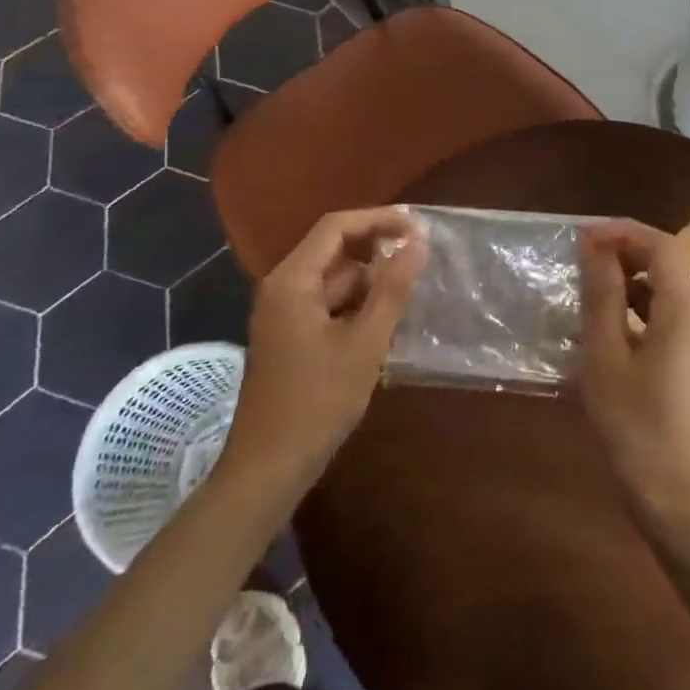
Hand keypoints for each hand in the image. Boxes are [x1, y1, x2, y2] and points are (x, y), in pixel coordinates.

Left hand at [224, 207, 425, 485]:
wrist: (268, 469)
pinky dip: (356, 306)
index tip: (417, 228)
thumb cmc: (317, 402)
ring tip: (409, 295)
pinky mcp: (289, 336)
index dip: (378, 219)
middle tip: (421, 261)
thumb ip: (392, 289)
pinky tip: (384, 324)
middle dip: (377, 252)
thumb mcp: (364, 343)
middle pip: (334, 251)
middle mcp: (282, 287)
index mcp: (292, 280)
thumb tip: (418, 243)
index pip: (336, 226)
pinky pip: (327, 305)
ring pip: (334, 280)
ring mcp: (283, 313)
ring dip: (370, 283)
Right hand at [575, 220, 689, 521]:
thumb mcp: (605, 354)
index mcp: (681, 309)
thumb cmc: (633, 422)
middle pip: (666, 261)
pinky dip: (635, 303)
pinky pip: (663, 313)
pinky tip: (604, 322)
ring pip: (664, 286)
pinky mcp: (688, 359)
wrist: (671, 492)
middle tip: (582, 255)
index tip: (584, 236)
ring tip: (588, 283)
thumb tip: (594, 245)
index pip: (662, 244)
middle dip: (625, 248)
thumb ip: (602, 294)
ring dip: (628, 275)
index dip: (623, 231)